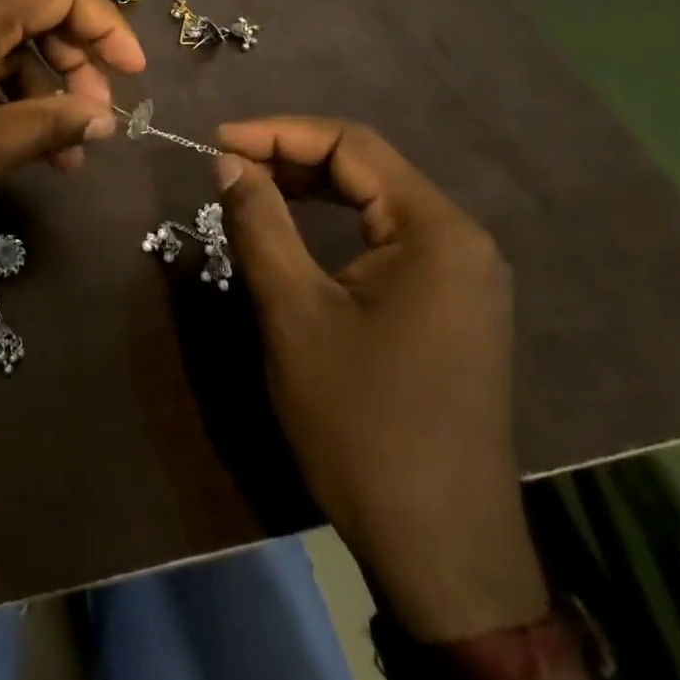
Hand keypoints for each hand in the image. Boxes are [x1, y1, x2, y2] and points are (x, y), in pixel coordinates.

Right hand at [214, 118, 548, 642]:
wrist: (439, 547)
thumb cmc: (361, 421)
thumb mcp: (294, 312)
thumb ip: (259, 223)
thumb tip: (227, 161)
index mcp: (436, 231)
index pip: (351, 145)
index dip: (277, 132)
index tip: (217, 143)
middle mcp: (460, 241)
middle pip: (367, 167)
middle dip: (291, 156)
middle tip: (226, 166)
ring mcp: (461, 276)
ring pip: (375, 201)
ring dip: (309, 186)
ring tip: (249, 188)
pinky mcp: (449, 306)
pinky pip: (385, 238)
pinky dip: (333, 222)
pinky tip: (295, 229)